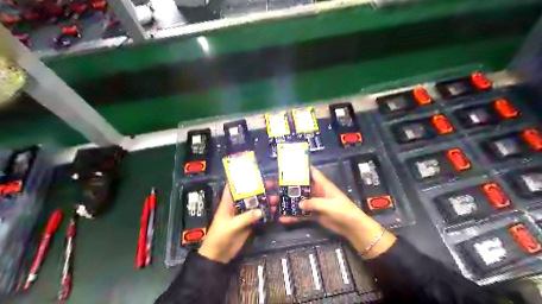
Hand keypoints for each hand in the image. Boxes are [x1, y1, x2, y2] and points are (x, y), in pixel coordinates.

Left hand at [198, 180, 276, 262]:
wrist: (218, 255)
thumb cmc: (220, 236)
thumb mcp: (231, 226)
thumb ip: (246, 218)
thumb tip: (261, 210)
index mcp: (228, 203)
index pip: (232, 186)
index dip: (240, 178)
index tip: (253, 171)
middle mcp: (236, 206)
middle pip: (248, 194)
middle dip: (259, 188)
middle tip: (272, 184)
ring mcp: (243, 215)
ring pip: (255, 204)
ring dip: (265, 200)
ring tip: (276, 198)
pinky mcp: (248, 223)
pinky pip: (258, 215)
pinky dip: (265, 212)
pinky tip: (274, 210)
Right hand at [282, 166, 396, 257]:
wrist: (352, 227)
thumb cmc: (342, 210)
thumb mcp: (328, 204)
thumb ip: (312, 203)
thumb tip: (297, 204)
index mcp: (322, 185)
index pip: (311, 172)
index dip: (301, 168)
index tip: (287, 166)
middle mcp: (317, 192)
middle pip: (301, 187)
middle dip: (288, 187)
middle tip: (274, 187)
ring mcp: (315, 203)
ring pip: (299, 200)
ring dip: (288, 202)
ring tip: (274, 203)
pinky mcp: (314, 214)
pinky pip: (301, 214)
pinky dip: (293, 216)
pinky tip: (283, 219)